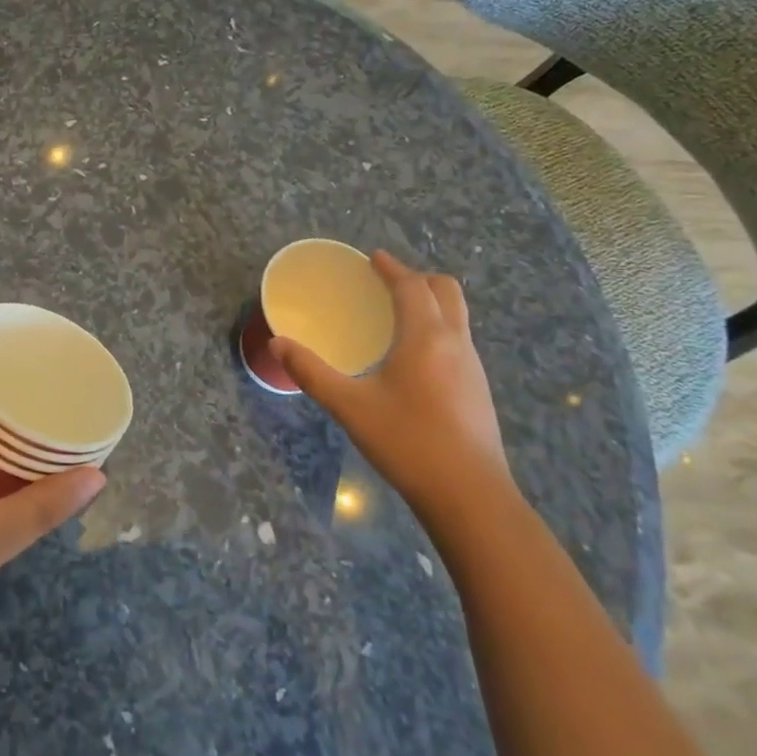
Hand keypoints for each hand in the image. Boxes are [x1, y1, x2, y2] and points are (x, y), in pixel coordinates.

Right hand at [272, 250, 510, 519]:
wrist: (470, 497)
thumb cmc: (407, 443)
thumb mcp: (350, 407)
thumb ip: (311, 372)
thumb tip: (278, 344)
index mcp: (425, 337)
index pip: (412, 286)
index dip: (392, 268)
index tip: (373, 258)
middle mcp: (455, 343)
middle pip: (446, 291)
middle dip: (417, 278)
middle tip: (386, 283)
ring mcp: (473, 367)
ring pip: (456, 316)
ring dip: (430, 303)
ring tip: (397, 315)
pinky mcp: (478, 390)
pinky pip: (458, 339)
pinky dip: (437, 328)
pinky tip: (413, 357)